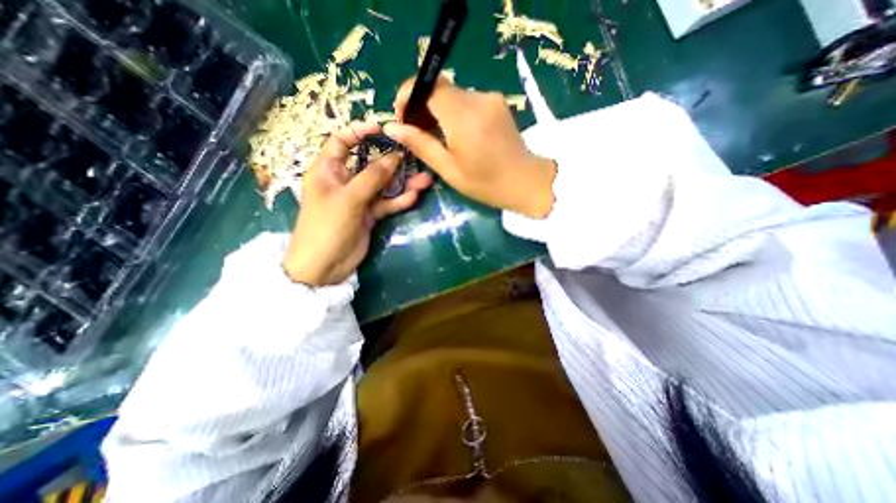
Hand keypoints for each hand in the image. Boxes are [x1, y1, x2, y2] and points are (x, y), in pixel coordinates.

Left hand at [280, 120, 432, 286]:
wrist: (324, 266)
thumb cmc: (327, 227)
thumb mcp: (349, 198)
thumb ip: (373, 177)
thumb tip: (395, 156)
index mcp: (328, 169)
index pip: (341, 141)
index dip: (360, 132)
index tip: (382, 128)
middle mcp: (344, 181)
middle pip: (370, 163)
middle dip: (392, 161)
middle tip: (414, 156)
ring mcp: (359, 199)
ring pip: (383, 185)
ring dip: (403, 183)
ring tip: (425, 179)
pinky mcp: (369, 214)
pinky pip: (386, 203)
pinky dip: (399, 200)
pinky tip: (414, 196)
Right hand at [384, 76, 553, 216]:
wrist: (525, 181)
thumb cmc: (486, 183)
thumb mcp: (449, 169)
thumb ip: (421, 145)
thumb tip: (392, 127)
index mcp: (463, 117)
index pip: (427, 86)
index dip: (409, 95)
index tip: (402, 117)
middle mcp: (478, 99)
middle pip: (440, 88)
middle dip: (422, 105)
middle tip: (416, 132)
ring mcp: (490, 98)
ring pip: (453, 95)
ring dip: (438, 110)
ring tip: (435, 136)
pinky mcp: (497, 102)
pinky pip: (467, 100)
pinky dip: (454, 112)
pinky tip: (456, 133)